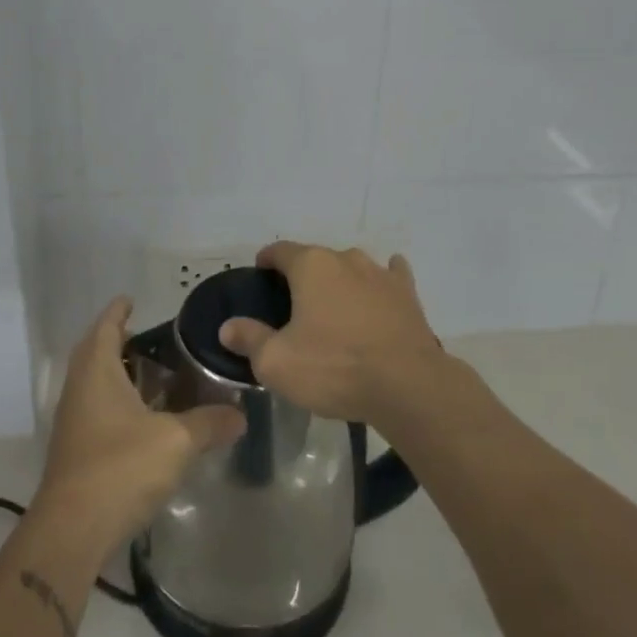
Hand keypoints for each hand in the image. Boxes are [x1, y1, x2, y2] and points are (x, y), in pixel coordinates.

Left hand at [37, 297, 245, 554]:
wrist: (72, 531)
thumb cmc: (120, 468)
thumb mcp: (175, 441)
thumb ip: (209, 423)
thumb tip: (241, 415)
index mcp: (96, 371)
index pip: (105, 326)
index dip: (118, 311)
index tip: (133, 299)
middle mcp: (79, 388)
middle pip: (95, 351)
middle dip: (118, 340)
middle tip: (151, 336)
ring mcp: (74, 420)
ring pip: (95, 382)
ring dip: (118, 372)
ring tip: (154, 373)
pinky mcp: (76, 449)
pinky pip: (97, 409)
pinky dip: (118, 401)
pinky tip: (144, 418)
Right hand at [218, 242, 446, 424]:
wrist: (408, 385)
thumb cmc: (335, 367)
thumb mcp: (277, 362)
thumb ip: (249, 339)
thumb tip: (228, 327)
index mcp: (310, 266)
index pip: (279, 251)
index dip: (266, 261)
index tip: (259, 277)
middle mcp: (345, 258)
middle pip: (315, 259)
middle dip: (303, 277)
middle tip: (293, 307)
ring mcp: (380, 273)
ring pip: (351, 268)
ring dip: (340, 281)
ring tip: (334, 309)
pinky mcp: (407, 294)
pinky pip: (391, 277)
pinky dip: (382, 281)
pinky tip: (382, 289)